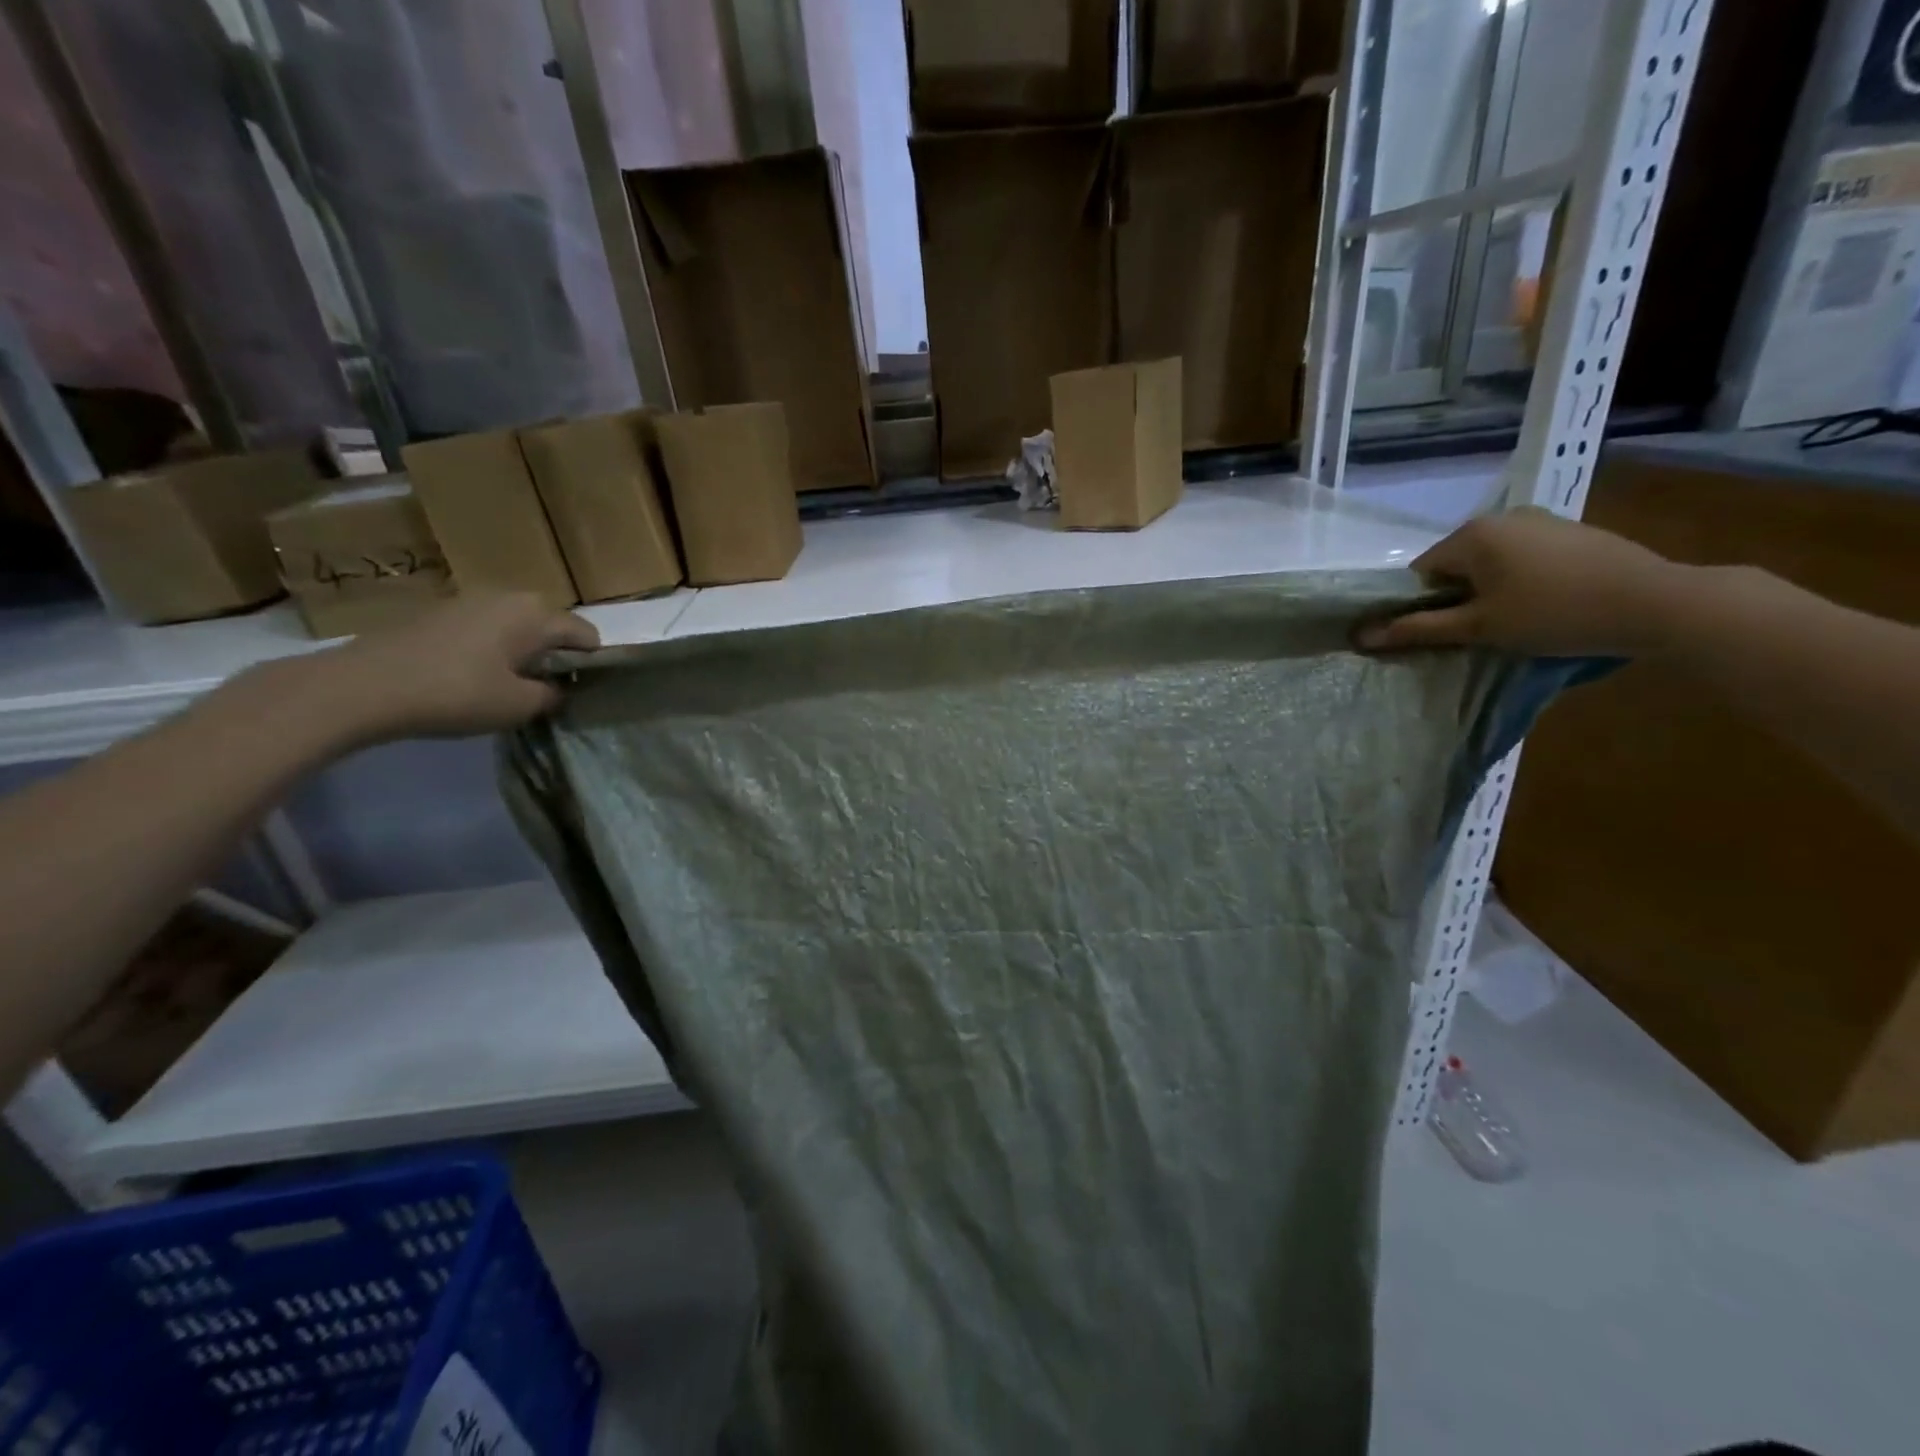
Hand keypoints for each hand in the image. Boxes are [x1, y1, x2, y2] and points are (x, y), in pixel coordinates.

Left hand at [307, 593, 600, 743]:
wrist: (362, 686)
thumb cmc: (456, 693)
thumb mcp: (519, 706)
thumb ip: (552, 695)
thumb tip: (557, 688)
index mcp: (536, 613)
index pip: (587, 634)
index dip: (590, 664)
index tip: (578, 692)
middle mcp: (509, 596)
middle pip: (551, 626)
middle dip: (556, 656)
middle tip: (543, 691)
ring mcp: (470, 600)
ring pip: (517, 627)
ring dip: (522, 652)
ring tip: (508, 686)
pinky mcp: (439, 612)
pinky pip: (485, 629)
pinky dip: (491, 650)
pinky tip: (471, 678)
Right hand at [1355, 508, 1684, 657]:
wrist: (1656, 602)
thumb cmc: (1553, 614)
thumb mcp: (1478, 627)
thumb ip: (1418, 629)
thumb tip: (1362, 636)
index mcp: (1472, 535)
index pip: (1420, 572)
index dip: (1422, 605)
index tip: (1444, 632)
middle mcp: (1501, 517)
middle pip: (1455, 564)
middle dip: (1457, 597)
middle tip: (1477, 631)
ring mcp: (1541, 520)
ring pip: (1491, 561)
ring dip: (1489, 590)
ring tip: (1513, 621)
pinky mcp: (1572, 531)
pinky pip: (1524, 557)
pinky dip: (1521, 580)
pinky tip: (1544, 605)